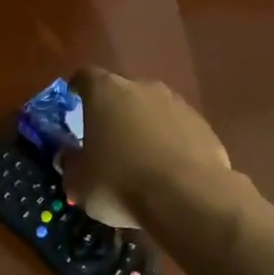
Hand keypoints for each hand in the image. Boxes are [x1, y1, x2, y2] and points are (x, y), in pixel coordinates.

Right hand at [62, 67, 230, 228]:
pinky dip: (170, 143)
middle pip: (122, 92)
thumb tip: (69, 155)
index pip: (85, 77)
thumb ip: (70, 163)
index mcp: (105, 92)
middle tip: (106, 139)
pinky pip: (178, 130)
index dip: (77, 89)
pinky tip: (166, 170)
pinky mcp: (204, 126)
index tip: (73, 101)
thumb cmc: (120, 183)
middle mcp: (143, 88)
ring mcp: (178, 104)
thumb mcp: (78, 182)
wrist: (187, 197)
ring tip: (138, 158)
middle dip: (113, 111)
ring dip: (144, 127)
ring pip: (152, 110)